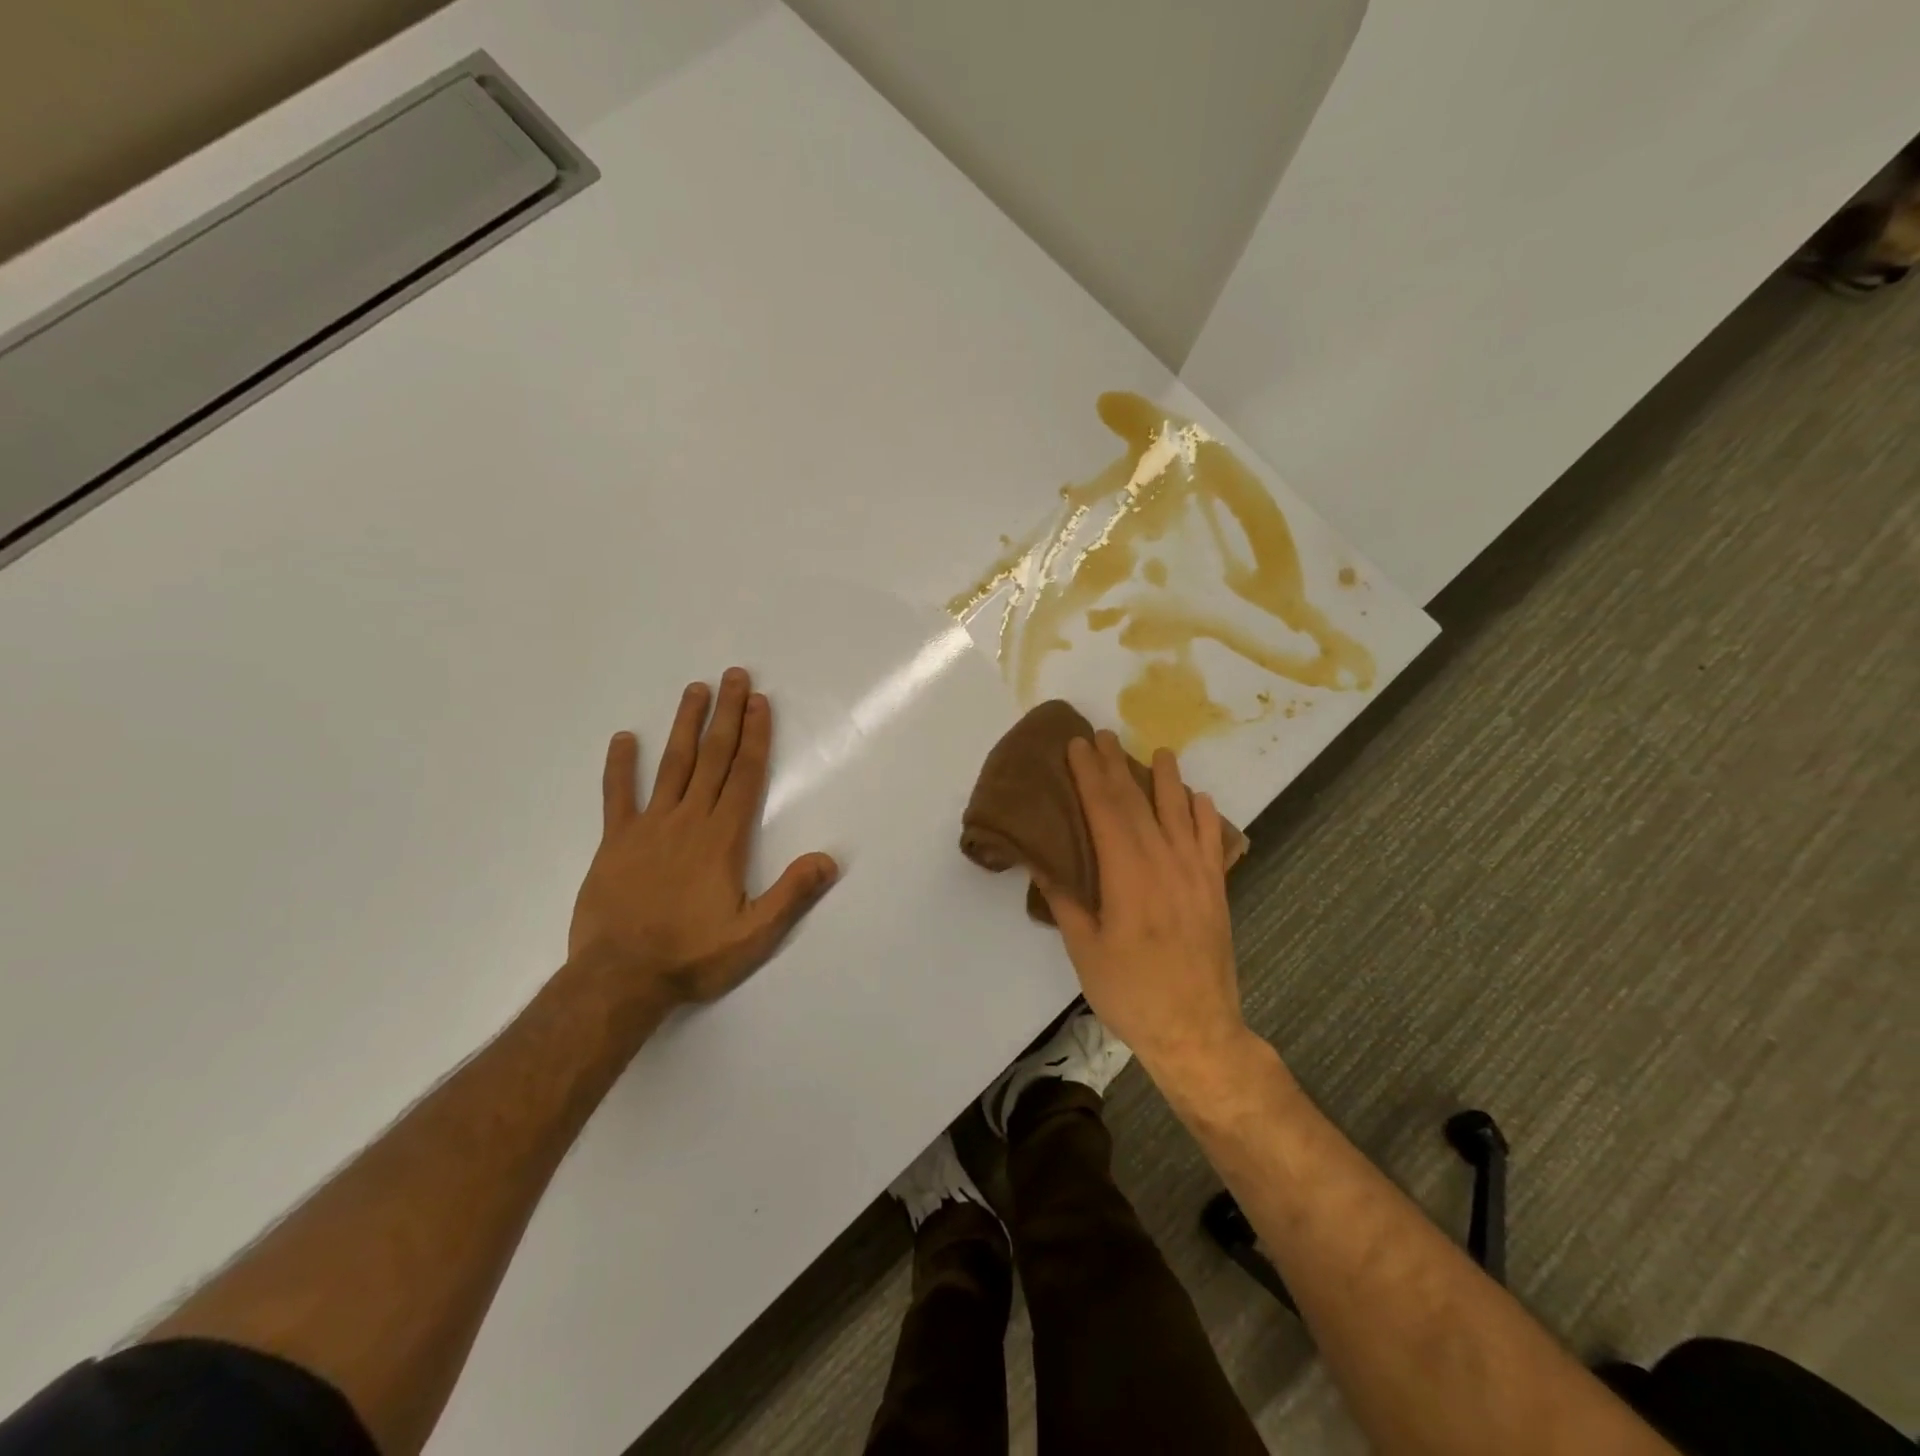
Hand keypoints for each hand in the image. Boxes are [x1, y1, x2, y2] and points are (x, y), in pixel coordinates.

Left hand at [568, 668, 838, 1012]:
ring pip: (672, 765)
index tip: (759, 701)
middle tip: (734, 676)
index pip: (744, 775)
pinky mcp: (614, 842)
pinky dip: (620, 766)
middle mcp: (688, 821)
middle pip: (712, 758)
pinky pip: (617, 795)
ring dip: (685, 725)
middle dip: (727, 715)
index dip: (755, 736)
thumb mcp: (753, 935)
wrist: (618, 979)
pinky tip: (624, 738)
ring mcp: (648, 827)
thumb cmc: (692, 956)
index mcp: (722, 838)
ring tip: (695, 689)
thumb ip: (791, 894)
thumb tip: (829, 859)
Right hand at [1038, 732, 1249, 1080]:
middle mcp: (1165, 863)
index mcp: (1127, 875)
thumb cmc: (1131, 992)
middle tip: (1103, 736)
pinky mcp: (1216, 890)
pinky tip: (1199, 798)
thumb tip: (1043, 860)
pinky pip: (1211, 840)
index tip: (1077, 745)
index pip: (1105, 810)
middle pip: (1138, 803)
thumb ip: (1065, 899)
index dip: (1089, 775)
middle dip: (1117, 767)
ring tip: (1159, 752)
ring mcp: (1196, 875)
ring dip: (1167, 779)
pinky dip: (1204, 814)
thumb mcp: (1084, 949)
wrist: (1198, 1031)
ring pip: (1180, 813)